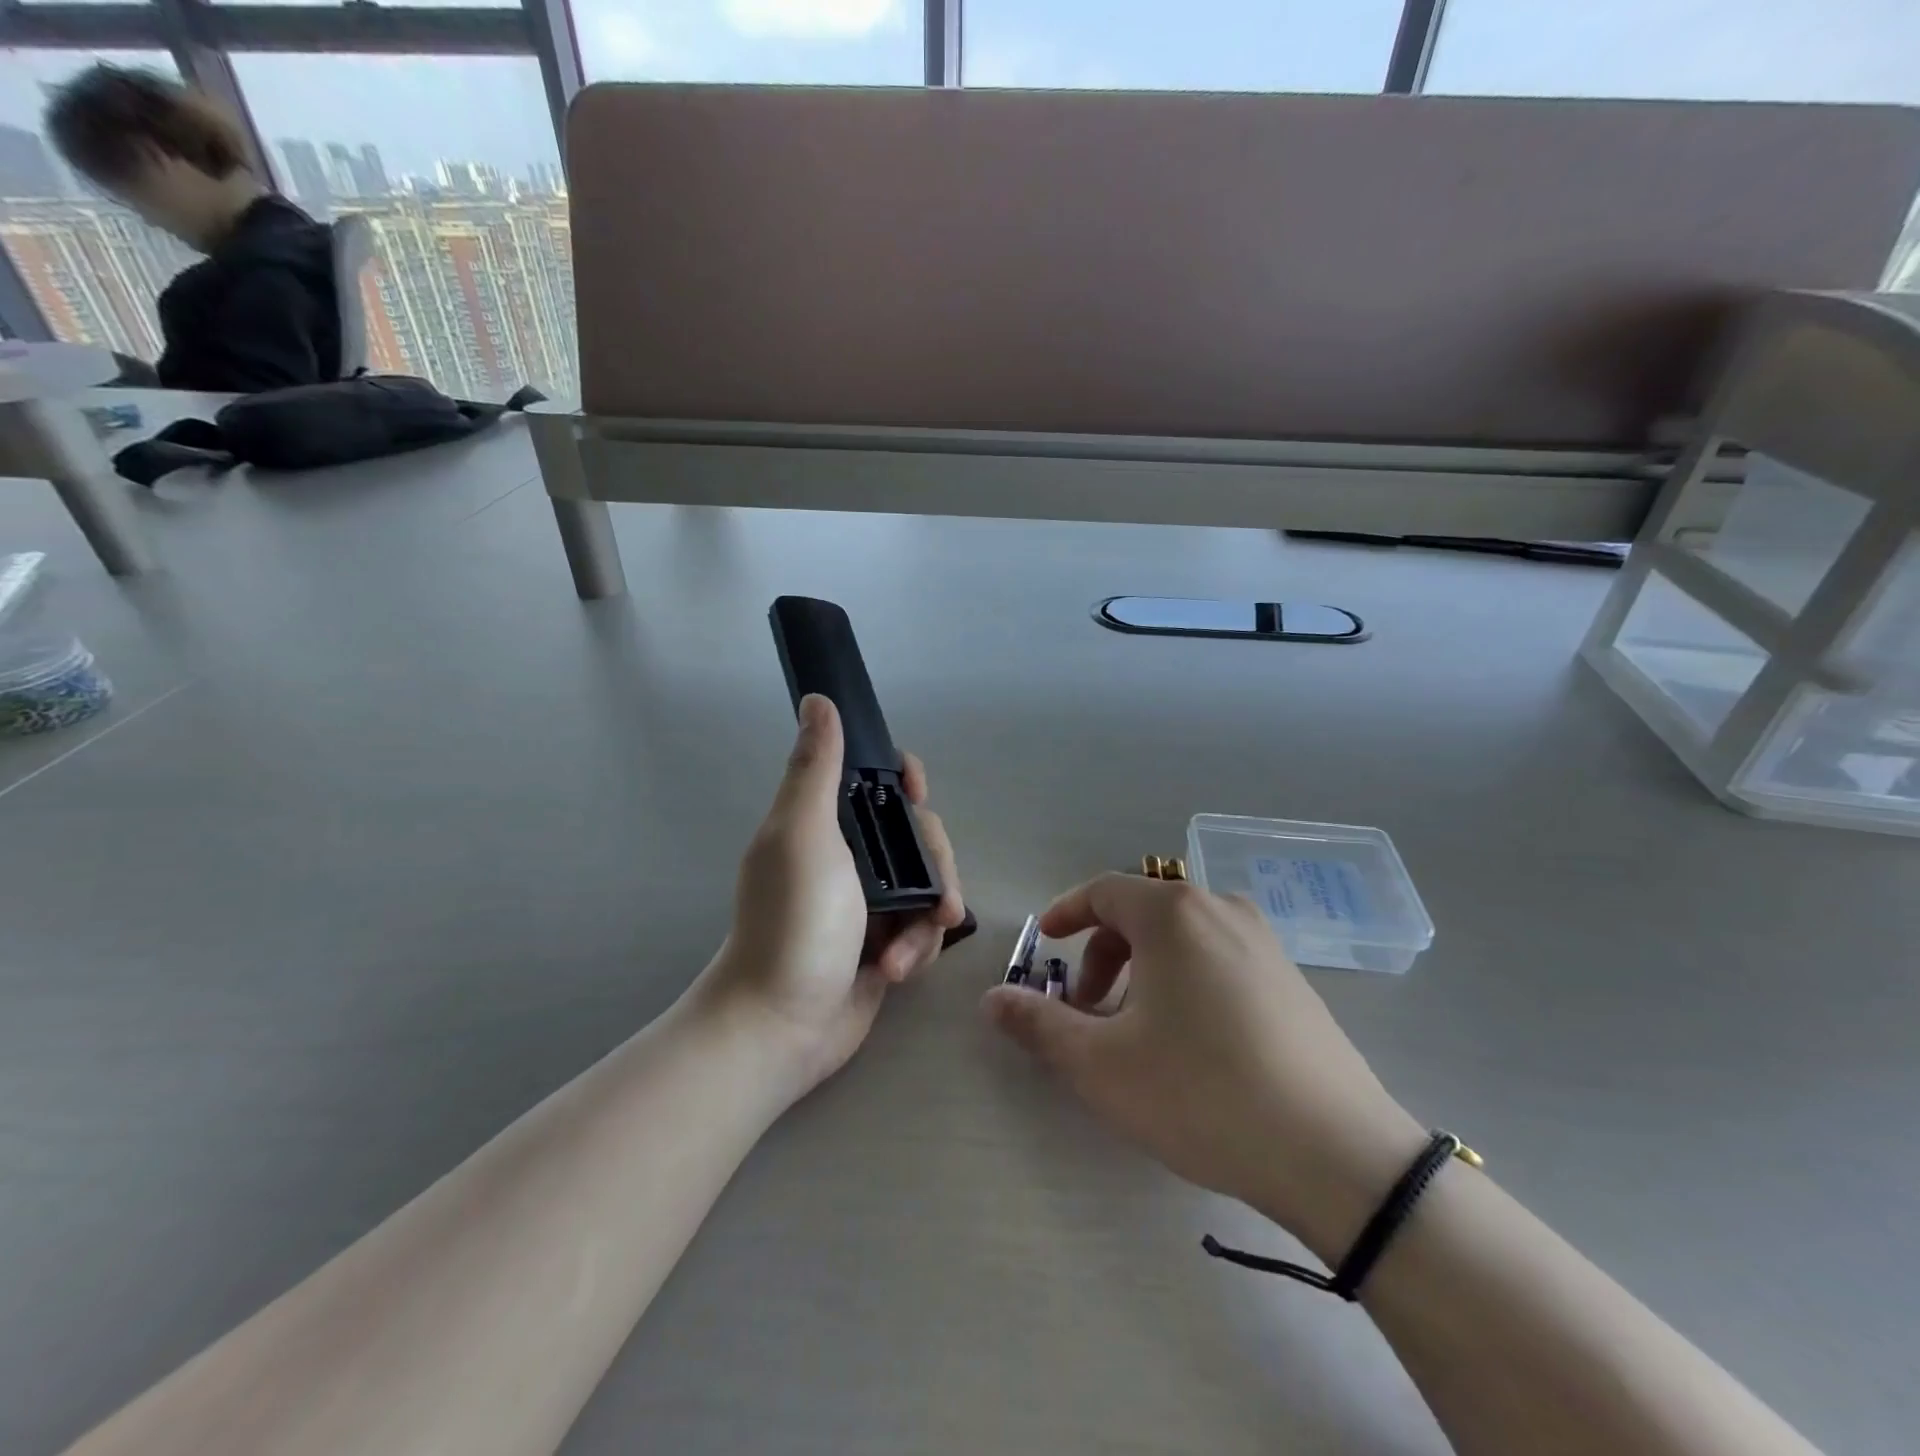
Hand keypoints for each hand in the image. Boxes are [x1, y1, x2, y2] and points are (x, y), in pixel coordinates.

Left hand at [696, 695, 965, 1101]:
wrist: (780, 1026)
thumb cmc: (793, 923)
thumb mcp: (803, 836)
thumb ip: (816, 768)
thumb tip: (817, 700)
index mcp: (826, 824)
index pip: (875, 781)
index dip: (904, 780)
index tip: (918, 793)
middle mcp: (850, 858)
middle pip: (919, 836)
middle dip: (936, 867)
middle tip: (938, 899)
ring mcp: (869, 903)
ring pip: (930, 884)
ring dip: (928, 917)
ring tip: (905, 953)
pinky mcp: (885, 944)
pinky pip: (924, 929)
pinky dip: (918, 949)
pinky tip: (896, 973)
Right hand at [983, 874, 1424, 1261]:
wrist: (1337, 1155)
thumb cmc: (1201, 1093)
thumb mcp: (1101, 1065)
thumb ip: (1038, 1024)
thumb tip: (992, 999)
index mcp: (1173, 914)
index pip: (1103, 891)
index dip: (1065, 913)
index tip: (1044, 944)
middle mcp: (1220, 909)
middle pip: (1141, 914)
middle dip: (1102, 955)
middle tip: (1087, 1011)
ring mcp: (1264, 942)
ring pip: (1181, 938)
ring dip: (1143, 971)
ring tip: (1136, 1031)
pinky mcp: (1291, 978)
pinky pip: (1218, 958)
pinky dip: (1184, 980)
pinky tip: (1190, 1041)